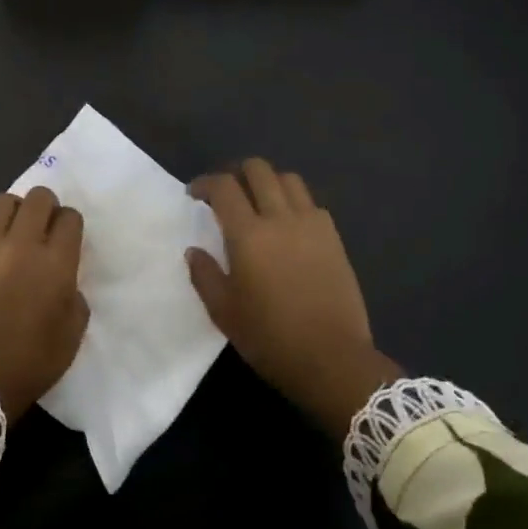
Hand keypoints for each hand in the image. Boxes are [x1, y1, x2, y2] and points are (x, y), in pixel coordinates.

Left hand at [0, 186, 88, 422]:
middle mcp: (20, 245)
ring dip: (15, 212)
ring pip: (2, 203)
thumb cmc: (28, 363)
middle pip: (38, 198)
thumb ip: (74, 299)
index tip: (67, 239)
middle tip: (44, 227)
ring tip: (14, 233)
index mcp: (54, 263)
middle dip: (46, 207)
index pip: (69, 217)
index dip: (71, 224)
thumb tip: (63, 282)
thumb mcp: (70, 337)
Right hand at [187, 160, 401, 436]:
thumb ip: (204, 275)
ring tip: (259, 202)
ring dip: (268, 182)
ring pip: (288, 179)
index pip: (224, 187)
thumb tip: (194, 250)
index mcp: (248, 235)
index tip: (195, 194)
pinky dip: (294, 202)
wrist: (332, 358)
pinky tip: (287, 224)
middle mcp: (280, 218)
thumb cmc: (270, 338)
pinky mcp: (333, 237)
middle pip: (258, 170)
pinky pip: (311, 203)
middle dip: (237, 173)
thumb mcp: (224, 312)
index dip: (205, 183)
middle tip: (226, 193)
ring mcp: (312, 224)